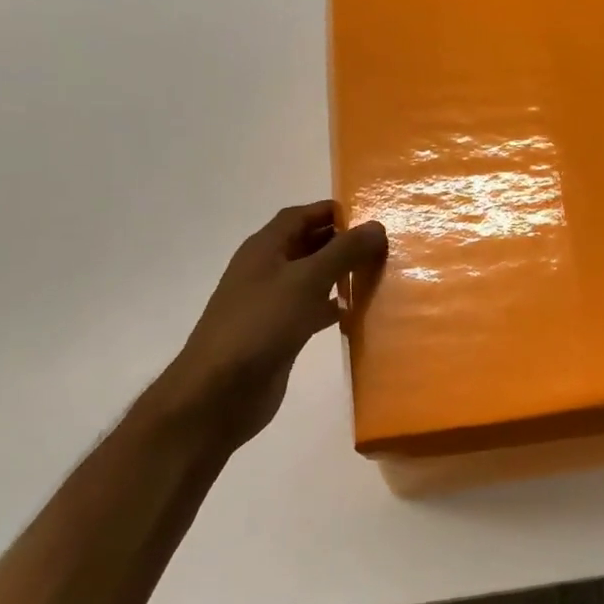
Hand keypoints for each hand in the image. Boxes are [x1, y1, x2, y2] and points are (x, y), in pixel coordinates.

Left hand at [145, 201, 386, 448]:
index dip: (332, 212)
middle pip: (308, 245)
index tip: (371, 218)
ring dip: (341, 275)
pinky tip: (356, 314)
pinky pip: (311, 310)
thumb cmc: (261, 325)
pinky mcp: (280, 333)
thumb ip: (343, 252)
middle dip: (342, 243)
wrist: (220, 391)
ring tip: (378, 275)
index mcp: (265, 248)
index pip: (301, 216)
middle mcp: (267, 270)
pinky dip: (333, 307)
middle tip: (384, 247)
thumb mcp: (306, 281)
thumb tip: (376, 226)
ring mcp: (272, 303)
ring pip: (312, 278)